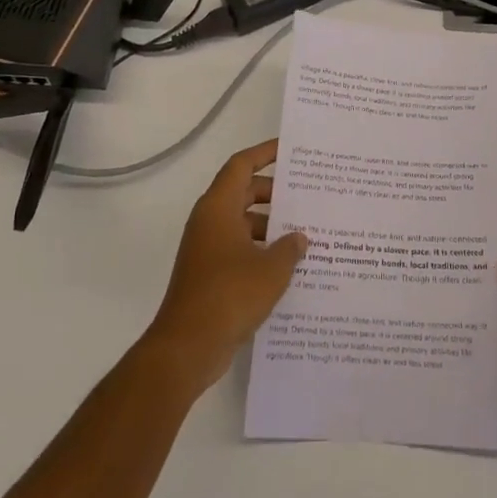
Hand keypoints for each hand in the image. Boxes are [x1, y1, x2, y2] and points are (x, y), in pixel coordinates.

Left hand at [142, 138, 308, 397]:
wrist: (187, 348)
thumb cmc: (229, 295)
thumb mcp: (271, 269)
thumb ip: (290, 248)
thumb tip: (299, 238)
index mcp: (219, 208)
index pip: (242, 165)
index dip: (265, 153)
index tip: (291, 150)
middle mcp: (210, 222)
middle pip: (245, 193)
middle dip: (276, 194)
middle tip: (309, 196)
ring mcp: (207, 249)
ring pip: (244, 224)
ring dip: (271, 226)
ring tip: (307, 234)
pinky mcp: (210, 275)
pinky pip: (240, 250)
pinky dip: (262, 251)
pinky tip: (290, 267)